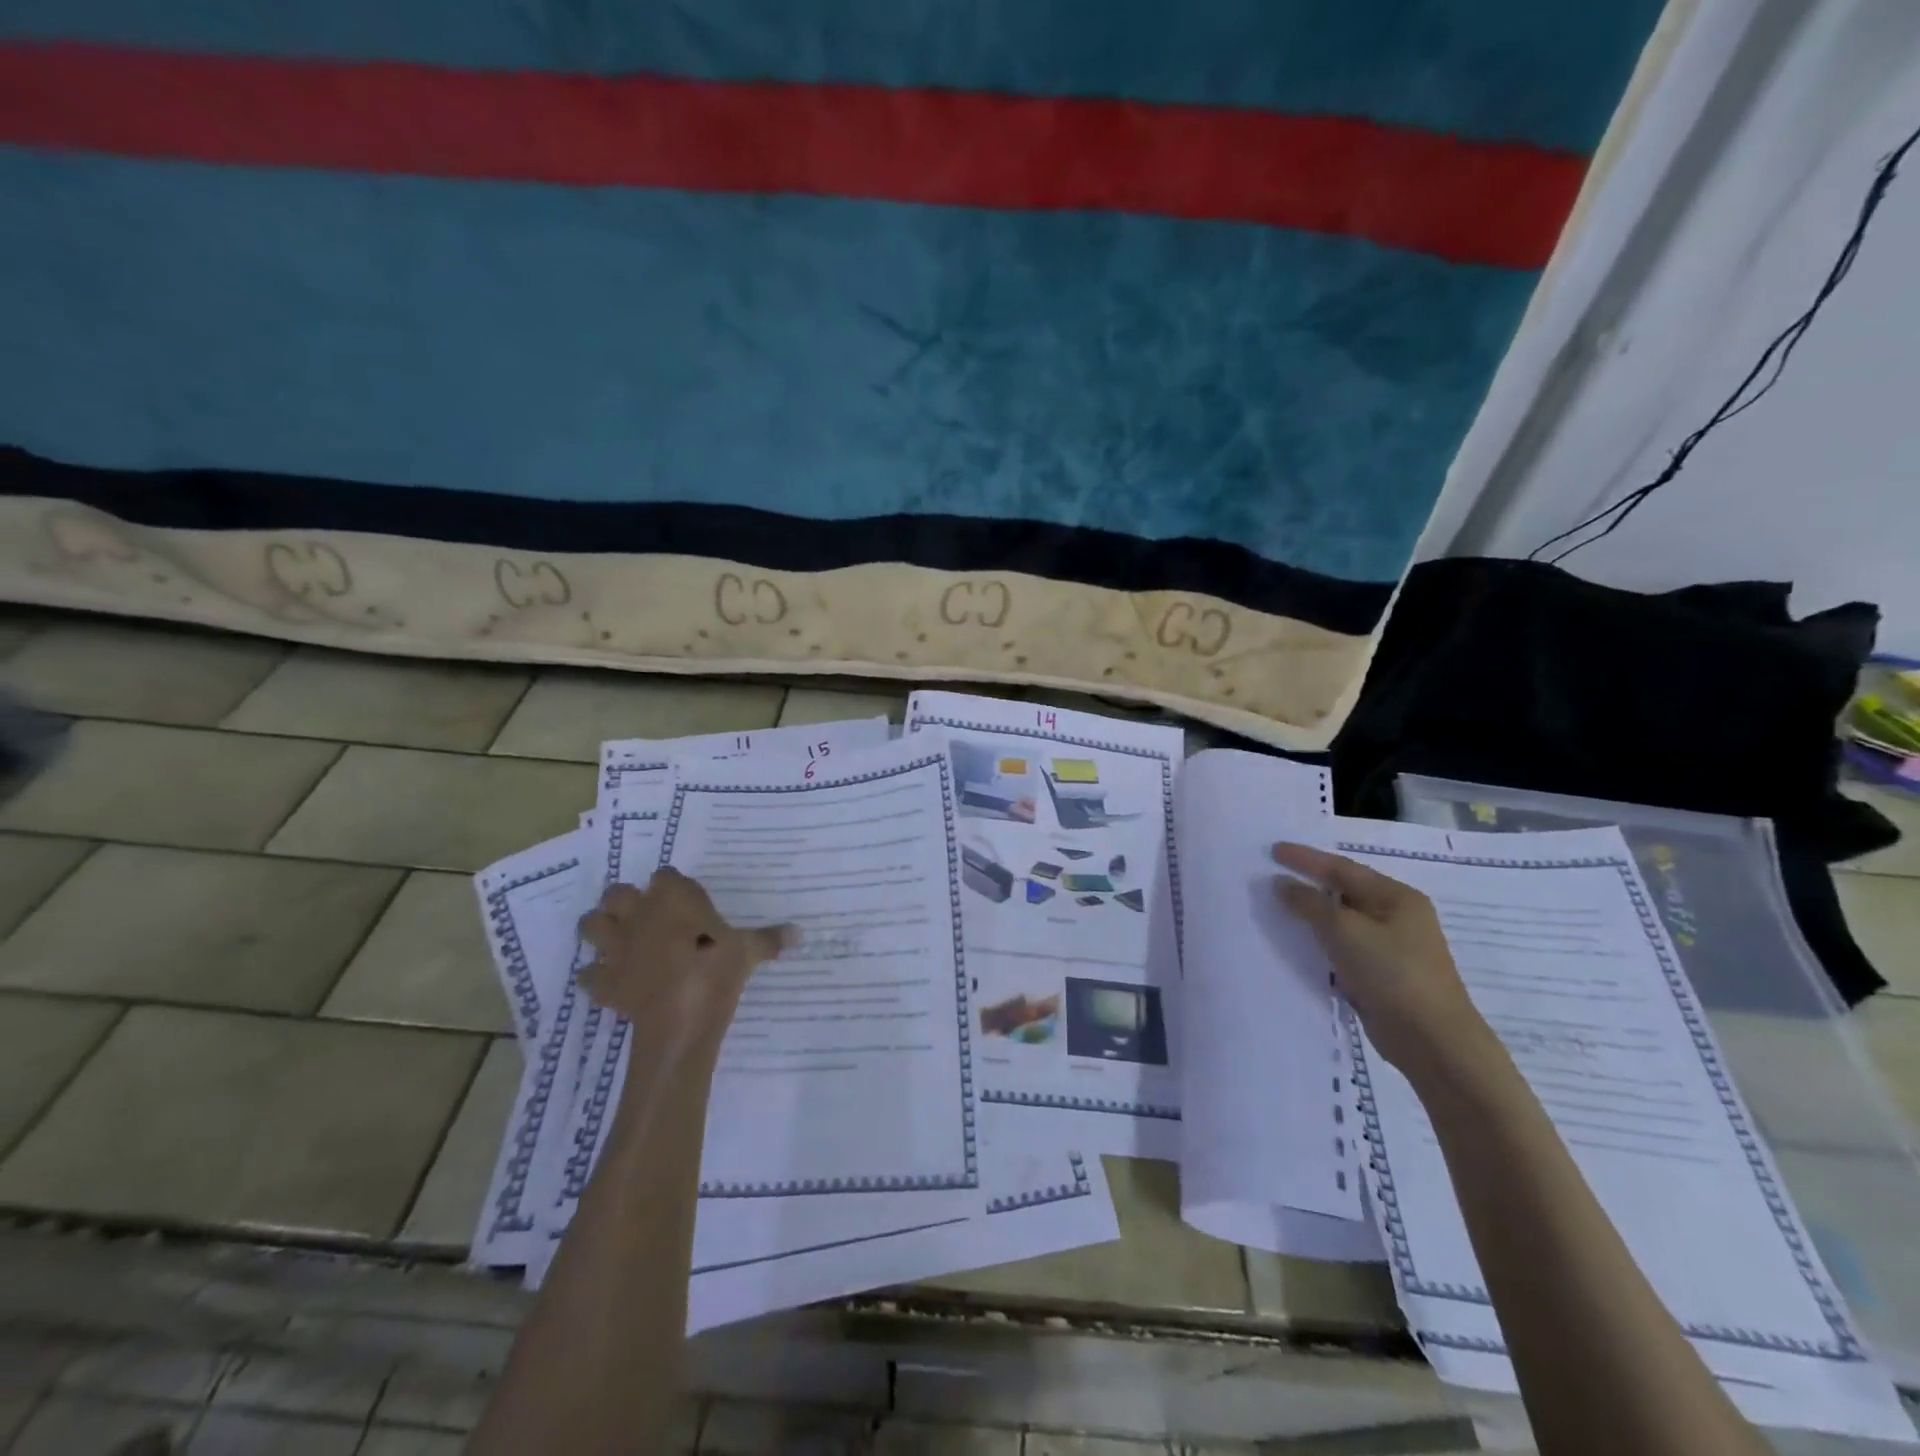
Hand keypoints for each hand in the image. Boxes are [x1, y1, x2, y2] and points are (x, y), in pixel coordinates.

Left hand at [577, 869, 793, 1052]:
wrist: (682, 1016)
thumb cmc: (717, 968)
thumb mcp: (749, 950)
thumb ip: (770, 938)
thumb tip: (800, 933)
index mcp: (673, 897)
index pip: (665, 875)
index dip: (672, 885)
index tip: (684, 898)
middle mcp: (639, 914)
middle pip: (616, 893)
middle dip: (625, 901)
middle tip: (645, 915)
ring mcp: (617, 947)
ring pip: (590, 925)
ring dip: (600, 930)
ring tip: (619, 940)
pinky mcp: (605, 981)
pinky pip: (588, 974)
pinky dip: (596, 976)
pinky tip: (612, 981)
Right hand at [1271, 843, 1493, 1082]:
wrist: (1432, 1041)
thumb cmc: (1392, 973)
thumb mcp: (1344, 930)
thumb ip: (1309, 903)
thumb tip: (1282, 883)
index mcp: (1397, 897)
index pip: (1342, 868)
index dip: (1306, 858)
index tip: (1273, 850)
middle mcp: (1398, 916)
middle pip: (1344, 892)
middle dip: (1309, 883)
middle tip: (1273, 875)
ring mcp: (1392, 947)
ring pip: (1343, 921)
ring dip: (1312, 915)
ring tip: (1278, 907)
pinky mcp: (1383, 974)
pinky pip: (1344, 947)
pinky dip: (1321, 941)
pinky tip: (1299, 943)